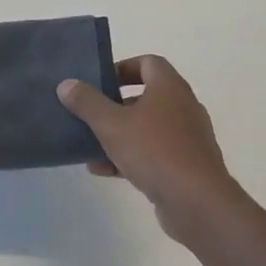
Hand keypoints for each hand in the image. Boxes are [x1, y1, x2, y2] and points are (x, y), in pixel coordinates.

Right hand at [57, 56, 246, 243]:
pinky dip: (130, 157)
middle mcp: (183, 107)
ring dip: (120, 134)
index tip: (99, 82)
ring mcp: (187, 138)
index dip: (122, 68)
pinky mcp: (187, 165)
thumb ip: (87, 102)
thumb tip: (67, 84)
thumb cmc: (154, 151)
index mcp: (169, 88)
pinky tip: (104, 170)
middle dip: (115, 104)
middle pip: (146, 96)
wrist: (198, 203)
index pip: (148, 63)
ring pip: (148, 127)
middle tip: (91, 113)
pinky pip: (154, 153)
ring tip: (91, 145)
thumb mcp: (111, 124)